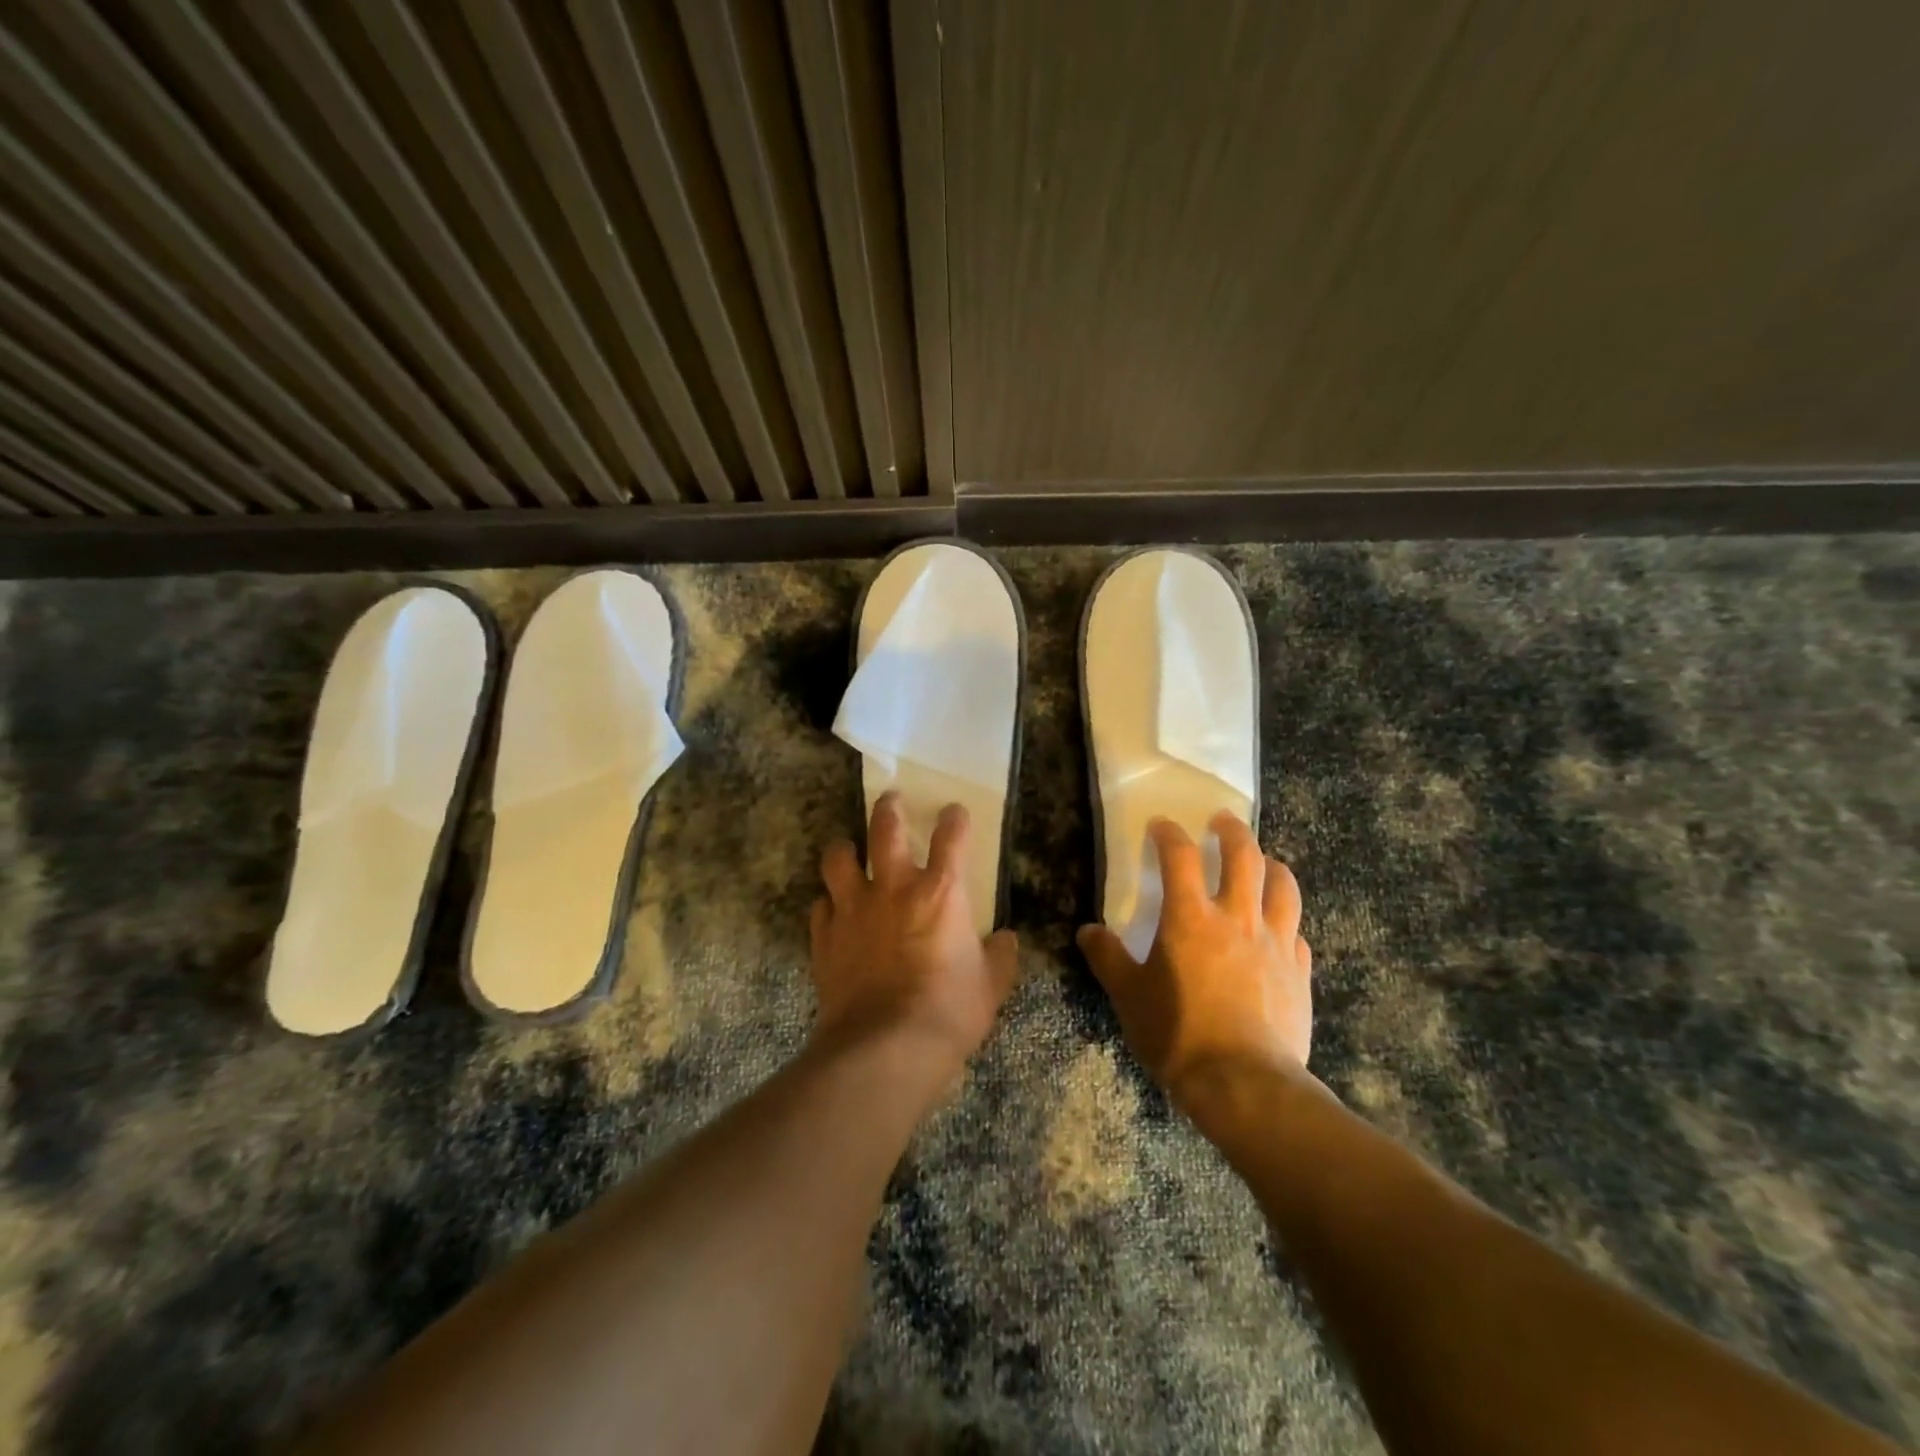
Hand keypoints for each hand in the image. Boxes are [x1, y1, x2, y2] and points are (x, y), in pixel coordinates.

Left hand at [809, 793, 1018, 1085]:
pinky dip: (828, 904)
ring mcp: (853, 909)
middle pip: (885, 829)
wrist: (884, 1047)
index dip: (954, 819)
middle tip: (890, 799)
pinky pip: (820, 907)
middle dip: (889, 808)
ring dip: (844, 849)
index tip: (954, 812)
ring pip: (839, 859)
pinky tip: (833, 911)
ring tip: (848, 849)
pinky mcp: (825, 937)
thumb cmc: (948, 1011)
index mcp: (941, 892)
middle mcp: (894, 888)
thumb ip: (1000, 956)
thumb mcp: (991, 986)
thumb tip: (1006, 940)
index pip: (951, 837)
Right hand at [1077, 813, 1311, 1105]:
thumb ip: (1107, 958)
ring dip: (1272, 866)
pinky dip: (1287, 921)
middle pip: (1244, 856)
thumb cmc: (1178, 1033)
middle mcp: (1237, 918)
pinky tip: (1280, 929)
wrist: (1244, 1084)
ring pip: (1283, 887)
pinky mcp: (1299, 972)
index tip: (1161, 825)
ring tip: (1264, 862)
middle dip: (1232, 831)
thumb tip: (1088, 931)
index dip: (1169, 834)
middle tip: (1222, 821)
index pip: (1180, 856)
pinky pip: (1298, 933)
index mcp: (1190, 918)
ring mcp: (1275, 943)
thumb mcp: (1128, 996)